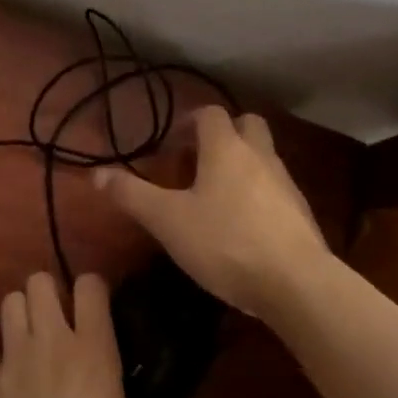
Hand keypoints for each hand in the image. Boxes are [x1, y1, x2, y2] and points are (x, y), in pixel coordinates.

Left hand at [0, 272, 194, 397]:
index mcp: (94, 348)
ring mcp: (13, 359)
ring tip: (32, 340)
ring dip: (20, 315)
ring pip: (9, 304)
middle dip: (48, 294)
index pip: (89, 284)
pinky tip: (8, 383)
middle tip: (59, 321)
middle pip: (39, 282)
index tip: (97, 308)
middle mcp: (52, 341)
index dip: (92, 289)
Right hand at [95, 106, 330, 322]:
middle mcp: (260, 156)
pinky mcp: (301, 213)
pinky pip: (274, 188)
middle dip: (222, 135)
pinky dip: (256, 194)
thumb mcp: (167, 220)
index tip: (170, 146)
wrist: (296, 283)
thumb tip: (96, 174)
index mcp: (226, 148)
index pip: (210, 114)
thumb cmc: (225, 242)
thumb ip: (131, 195)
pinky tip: (241, 225)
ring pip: (262, 157)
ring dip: (240, 165)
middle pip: (246, 125)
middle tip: (197, 162)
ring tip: (214, 197)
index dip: (188, 122)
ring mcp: (286, 183)